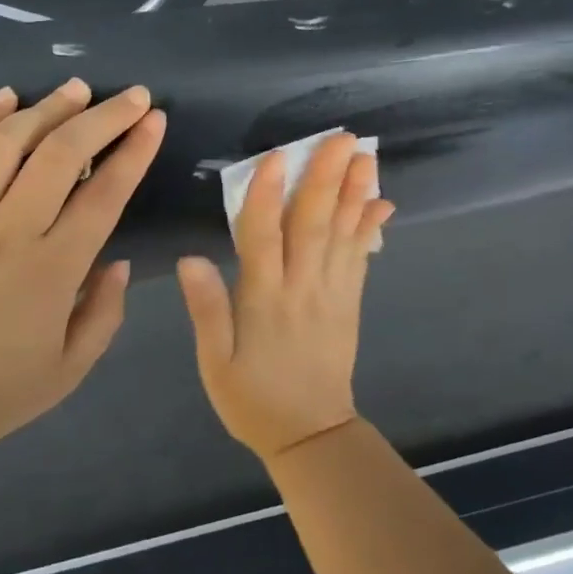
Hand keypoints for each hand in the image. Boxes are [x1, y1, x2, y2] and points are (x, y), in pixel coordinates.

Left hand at [0, 79, 165, 466]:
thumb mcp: (68, 372)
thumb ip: (105, 314)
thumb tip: (119, 262)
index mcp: (53, 270)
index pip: (105, 194)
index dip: (134, 151)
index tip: (154, 119)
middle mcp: (9, 230)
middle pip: (61, 154)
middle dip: (103, 116)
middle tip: (130, 94)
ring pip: (7, 142)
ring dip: (46, 107)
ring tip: (76, 88)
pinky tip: (5, 97)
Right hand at [177, 133, 393, 461]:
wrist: (311, 435)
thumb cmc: (253, 399)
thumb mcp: (216, 364)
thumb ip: (207, 310)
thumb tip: (191, 259)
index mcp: (264, 301)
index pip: (264, 238)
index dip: (269, 196)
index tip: (278, 157)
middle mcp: (302, 288)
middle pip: (314, 226)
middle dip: (326, 179)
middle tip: (342, 138)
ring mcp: (332, 294)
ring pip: (343, 235)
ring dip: (355, 193)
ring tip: (366, 156)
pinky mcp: (349, 302)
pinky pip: (361, 258)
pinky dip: (371, 228)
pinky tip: (381, 202)